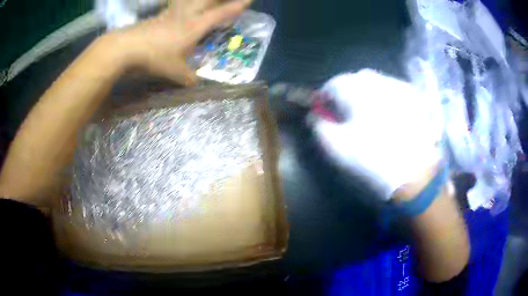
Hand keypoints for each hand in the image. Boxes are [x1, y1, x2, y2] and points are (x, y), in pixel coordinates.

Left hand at [106, 0, 251, 85]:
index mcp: (195, 26)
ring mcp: (171, 13)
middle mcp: (186, 15)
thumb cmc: (155, 57)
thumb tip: (196, 82)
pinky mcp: (159, 15)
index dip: (236, 6)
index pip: (221, 13)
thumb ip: (188, 77)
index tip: (249, 0)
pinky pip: (177, 5)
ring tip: (206, 1)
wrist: (127, 47)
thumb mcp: (175, 72)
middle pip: (207, 0)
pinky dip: (183, 3)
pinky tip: (182, 7)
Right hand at [312, 70, 443, 200]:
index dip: (325, 98)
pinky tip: (391, 116)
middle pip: (356, 79)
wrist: (416, 175)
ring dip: (369, 93)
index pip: (333, 84)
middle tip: (349, 114)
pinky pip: (395, 90)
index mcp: (357, 90)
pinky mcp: (415, 98)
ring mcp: (400, 87)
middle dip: (348, 93)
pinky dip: (387, 98)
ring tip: (371, 115)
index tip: (325, 112)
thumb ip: (320, 127)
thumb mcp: (337, 148)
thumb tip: (315, 115)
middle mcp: (379, 81)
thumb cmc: (373, 160)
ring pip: (377, 82)